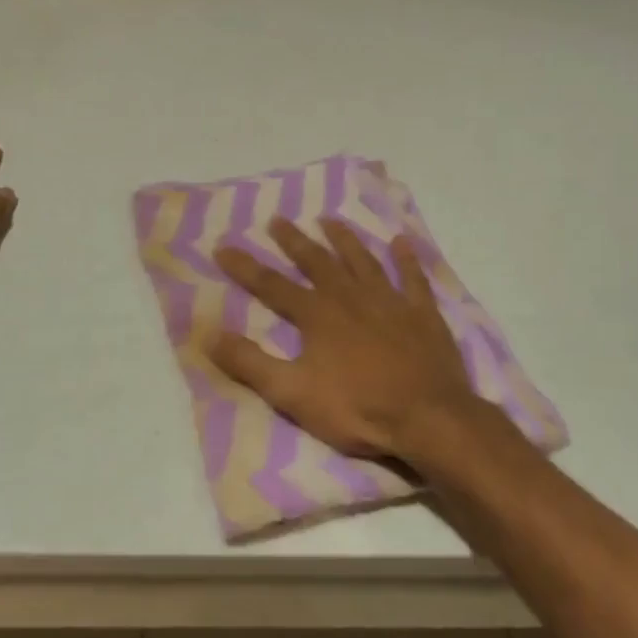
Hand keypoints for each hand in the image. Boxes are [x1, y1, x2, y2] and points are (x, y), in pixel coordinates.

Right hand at [211, 218, 481, 462]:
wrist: (427, 417)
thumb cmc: (357, 408)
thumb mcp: (293, 393)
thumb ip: (250, 363)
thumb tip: (209, 333)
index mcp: (317, 315)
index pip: (272, 285)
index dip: (245, 267)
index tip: (223, 246)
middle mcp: (350, 296)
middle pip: (317, 261)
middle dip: (294, 240)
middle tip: (279, 219)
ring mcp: (389, 300)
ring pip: (362, 260)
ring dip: (344, 239)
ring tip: (331, 221)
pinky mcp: (422, 312)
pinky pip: (413, 277)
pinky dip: (407, 259)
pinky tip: (402, 242)